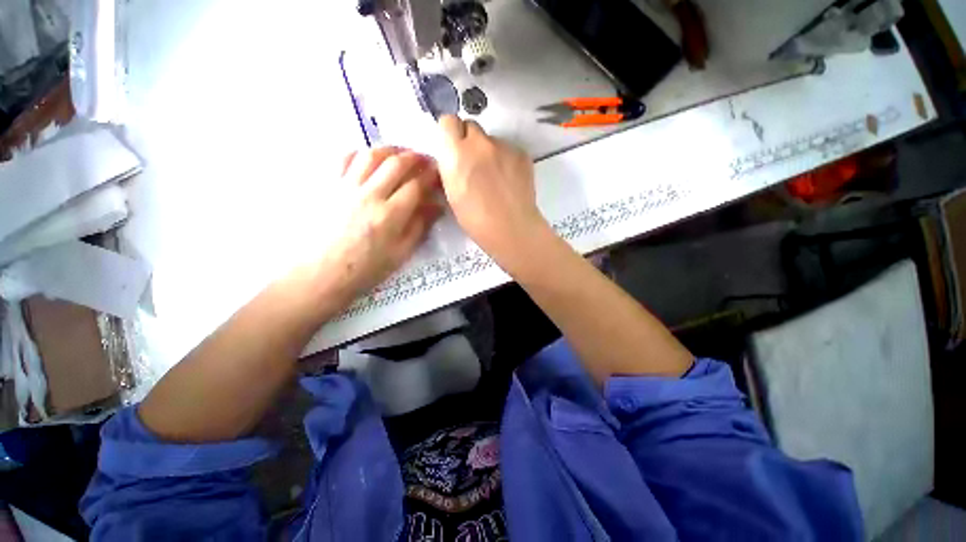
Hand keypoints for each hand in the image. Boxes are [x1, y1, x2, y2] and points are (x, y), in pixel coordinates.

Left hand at [314, 147, 441, 305]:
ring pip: (371, 155)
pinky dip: (361, 153)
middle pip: (396, 164)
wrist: (322, 274)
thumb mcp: (401, 253)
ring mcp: (346, 187)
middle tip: (425, 159)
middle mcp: (369, 195)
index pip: (416, 186)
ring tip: (401, 154)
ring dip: (390, 150)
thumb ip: (420, 226)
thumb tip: (436, 207)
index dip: (431, 176)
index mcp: (390, 215)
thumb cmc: (366, 269)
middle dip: (415, 157)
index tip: (439, 173)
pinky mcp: (329, 186)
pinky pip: (344, 159)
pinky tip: (370, 159)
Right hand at [436, 115, 549, 264]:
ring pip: (492, 140)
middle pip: (471, 126)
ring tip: (496, 178)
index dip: (450, 134)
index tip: (454, 149)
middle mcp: (479, 142)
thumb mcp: (452, 194)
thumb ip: (450, 169)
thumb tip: (453, 159)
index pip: (448, 121)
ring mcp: (504, 146)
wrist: (511, 228)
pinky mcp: (522, 153)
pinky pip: (509, 149)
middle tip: (474, 164)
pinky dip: (507, 160)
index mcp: (456, 153)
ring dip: (490, 152)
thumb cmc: (476, 220)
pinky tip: (509, 180)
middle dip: (469, 141)